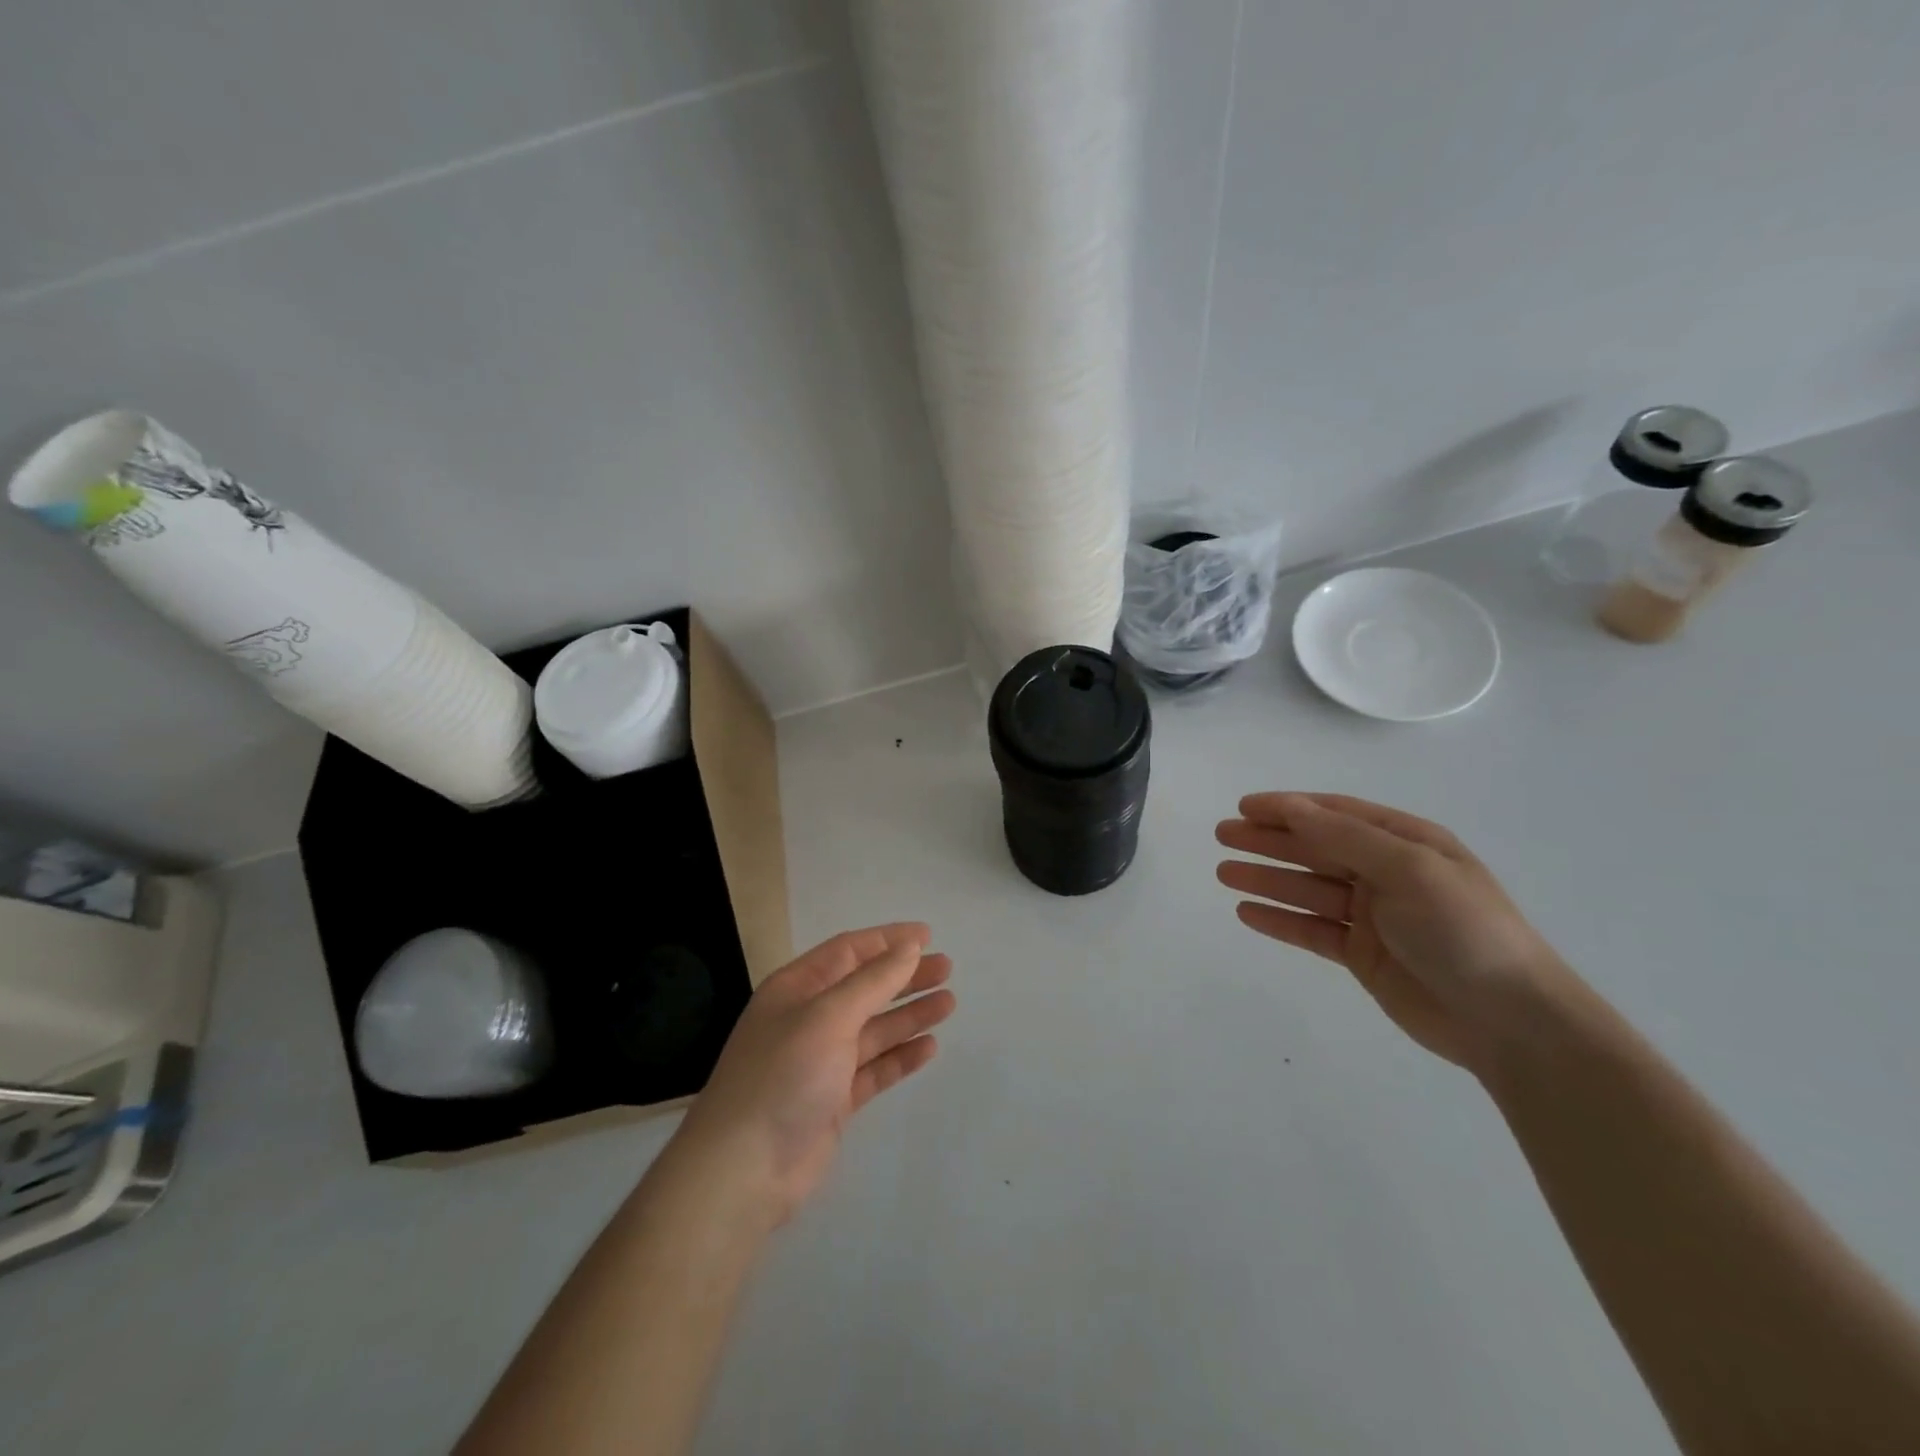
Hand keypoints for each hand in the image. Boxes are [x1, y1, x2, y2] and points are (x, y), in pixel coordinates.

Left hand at [669, 924, 954, 1225]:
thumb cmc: (783, 1076)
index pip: (847, 951)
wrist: (743, 1170)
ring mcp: (821, 1062)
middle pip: (865, 988)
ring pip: (874, 1029)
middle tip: (947, 969)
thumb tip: (909, 947)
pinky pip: (874, 1068)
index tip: (927, 936)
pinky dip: (900, 1057)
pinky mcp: (833, 1100)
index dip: (887, 940)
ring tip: (949, 1003)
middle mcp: (808, 1019)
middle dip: (904, 976)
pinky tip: (929, 1047)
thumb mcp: (828, 1017)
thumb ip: (873, 981)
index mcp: (796, 989)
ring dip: (909, 1015)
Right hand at [1216, 793, 1578, 1074]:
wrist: (1510, 1020)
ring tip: (1222, 873)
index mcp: (1406, 842)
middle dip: (1268, 840)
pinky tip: (1246, 912)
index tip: (1244, 807)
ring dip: (1266, 878)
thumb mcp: (1408, 869)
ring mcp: (1374, 916)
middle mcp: (1386, 873)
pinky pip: (1311, 929)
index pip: (1335, 814)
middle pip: (1315, 849)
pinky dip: (1279, 919)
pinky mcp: (1363, 955)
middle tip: (1222, 835)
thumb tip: (1290, 807)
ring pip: (1307, 889)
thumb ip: (1344, 837)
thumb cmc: (1463, 929)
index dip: (1288, 808)